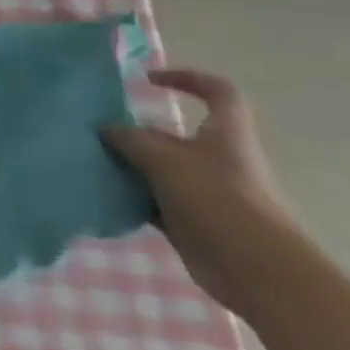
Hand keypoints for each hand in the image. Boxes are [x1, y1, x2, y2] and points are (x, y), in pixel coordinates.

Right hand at [103, 68, 301, 317]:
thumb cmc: (219, 201)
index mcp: (225, 136)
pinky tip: (103, 194)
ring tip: (91, 161)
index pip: (218, 92)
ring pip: (159, 168)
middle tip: (98, 131)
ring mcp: (205, 192)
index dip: (188, 78)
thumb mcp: (166, 160)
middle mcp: (218, 159)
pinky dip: (131, 196)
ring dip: (129, 165)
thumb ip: (131, 139)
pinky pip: (154, 199)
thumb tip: (105, 129)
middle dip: (136, 131)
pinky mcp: (192, 220)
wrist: (258, 270)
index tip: (149, 80)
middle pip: (174, 134)